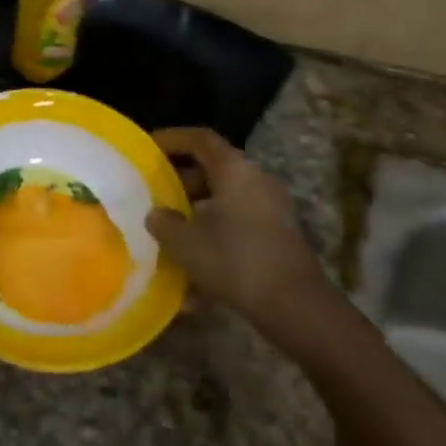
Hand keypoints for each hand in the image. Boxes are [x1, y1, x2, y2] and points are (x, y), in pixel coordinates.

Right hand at [145, 127, 330, 341]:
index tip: (149, 147)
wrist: (296, 306)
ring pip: (225, 203)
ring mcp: (271, 210)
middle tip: (156, 196)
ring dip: (197, 216)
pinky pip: (238, 229)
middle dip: (181, 183)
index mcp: (234, 170)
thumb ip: (164, 224)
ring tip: (171, 238)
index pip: (200, 139)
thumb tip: (157, 215)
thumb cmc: (236, 261)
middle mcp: (256, 181)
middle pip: (214, 170)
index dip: (172, 139)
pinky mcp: (277, 238)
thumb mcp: (186, 244)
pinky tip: (194, 283)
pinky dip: (215, 242)